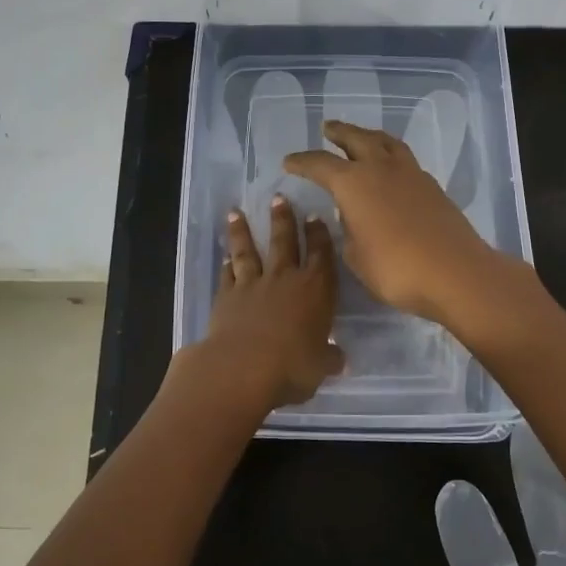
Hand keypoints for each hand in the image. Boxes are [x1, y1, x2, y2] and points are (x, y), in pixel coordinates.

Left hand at [199, 195, 343, 411]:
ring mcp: (252, 284)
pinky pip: (228, 274)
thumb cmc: (292, 367)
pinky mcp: (226, 296)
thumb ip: (329, 358)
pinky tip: (225, 256)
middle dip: (283, 219)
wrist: (242, 368)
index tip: (314, 217)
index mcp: (315, 289)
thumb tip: (340, 359)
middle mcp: (284, 279)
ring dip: (242, 231)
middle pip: (284, 241)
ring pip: (248, 250)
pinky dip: (226, 264)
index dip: (319, 235)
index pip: (321, 254)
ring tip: (235, 212)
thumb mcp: (320, 367)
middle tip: (278, 197)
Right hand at [284, 121, 513, 326]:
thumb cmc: (396, 268)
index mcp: (354, 183)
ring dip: (368, 136)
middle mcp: (380, 168)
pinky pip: (404, 158)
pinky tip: (388, 167)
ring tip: (360, 137)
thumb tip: (351, 215)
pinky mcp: (431, 186)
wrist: (455, 273)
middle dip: (339, 133)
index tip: (288, 162)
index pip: (320, 165)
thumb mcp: (356, 256)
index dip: (302, 162)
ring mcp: (410, 173)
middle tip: (327, 128)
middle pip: (356, 139)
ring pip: (385, 142)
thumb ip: (348, 231)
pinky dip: (390, 155)